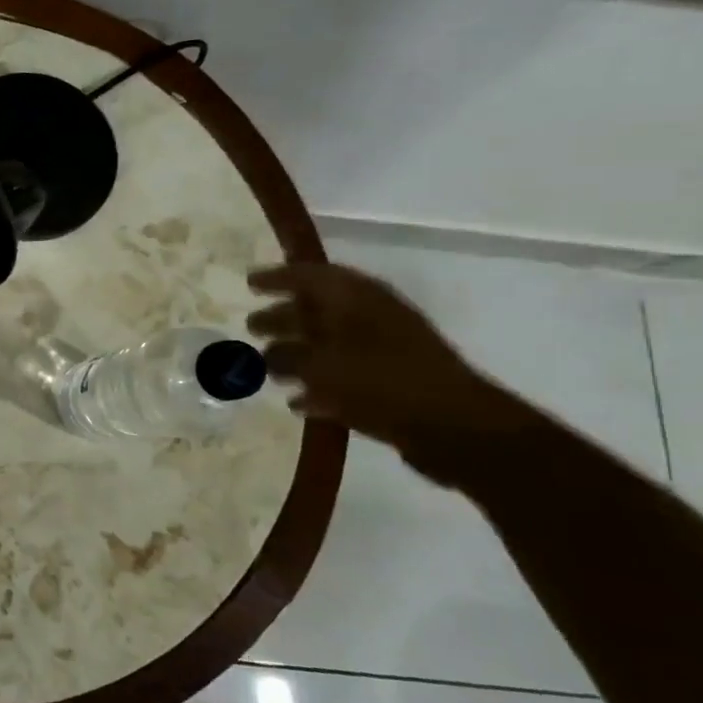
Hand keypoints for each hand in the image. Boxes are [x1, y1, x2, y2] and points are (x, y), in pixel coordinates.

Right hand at [247, 263, 526, 474]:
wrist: (454, 426)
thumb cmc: (381, 381)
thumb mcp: (322, 365)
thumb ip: (289, 356)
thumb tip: (268, 355)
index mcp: (356, 299)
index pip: (310, 276)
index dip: (278, 277)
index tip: (248, 283)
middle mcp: (369, 318)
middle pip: (316, 310)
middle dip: (282, 316)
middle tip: (251, 326)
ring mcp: (382, 351)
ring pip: (328, 344)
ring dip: (297, 353)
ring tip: (267, 368)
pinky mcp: (389, 383)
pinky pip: (343, 377)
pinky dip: (318, 384)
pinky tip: (298, 400)